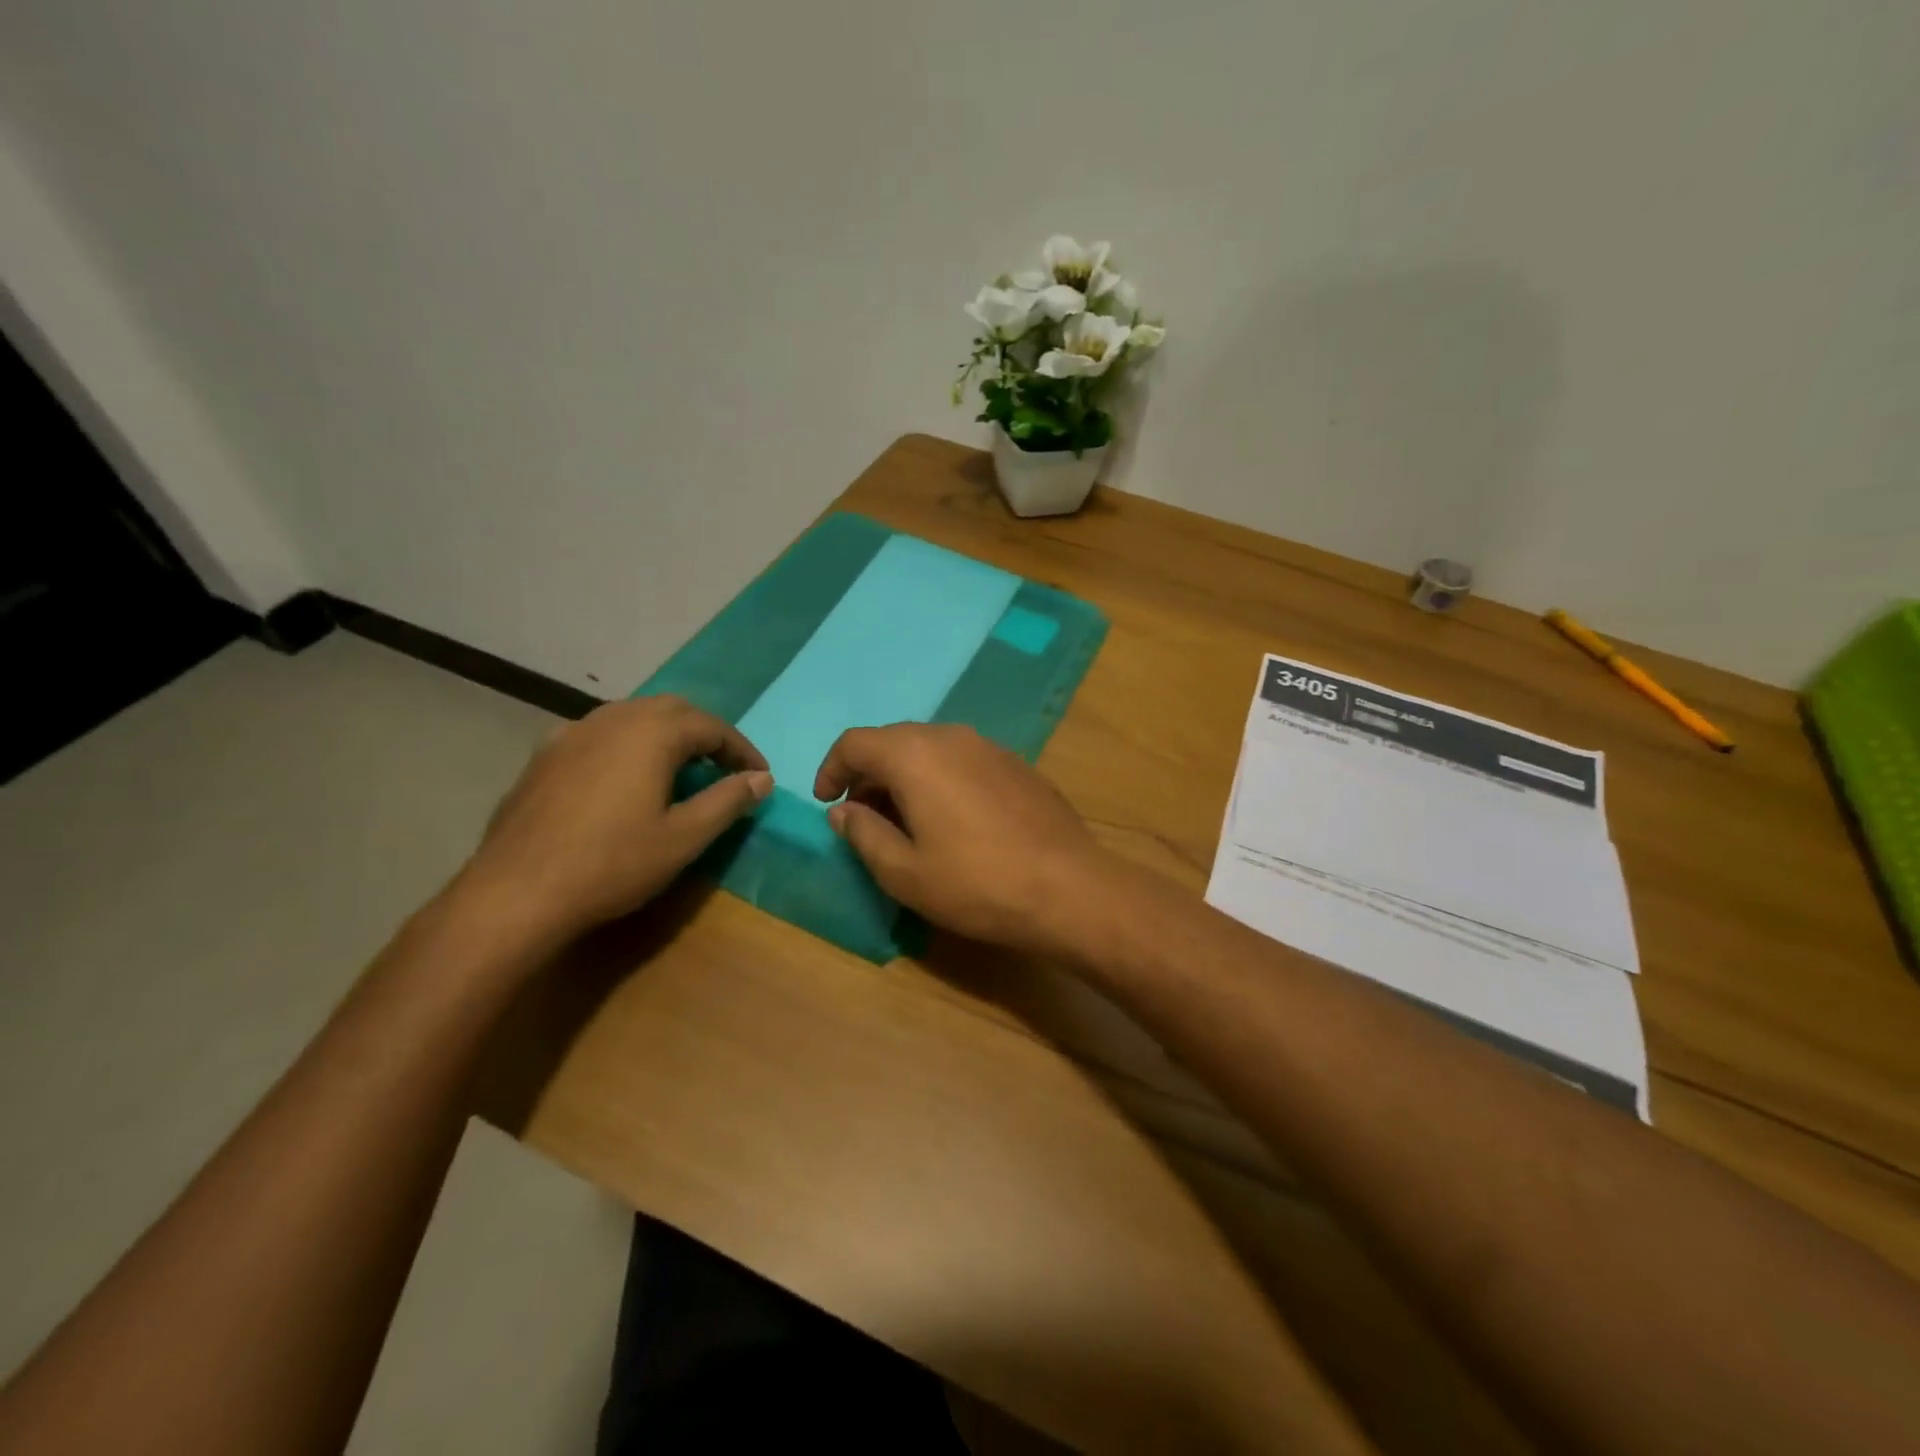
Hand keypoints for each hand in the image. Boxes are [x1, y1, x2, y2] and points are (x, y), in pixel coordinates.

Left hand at [455, 696, 770, 947]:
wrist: (515, 893)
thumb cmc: (612, 864)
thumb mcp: (684, 837)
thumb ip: (728, 801)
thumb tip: (762, 779)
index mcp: (652, 733)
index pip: (712, 727)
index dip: (741, 750)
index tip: (760, 776)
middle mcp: (613, 718)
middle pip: (672, 710)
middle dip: (704, 734)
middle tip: (723, 768)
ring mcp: (572, 733)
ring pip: (632, 716)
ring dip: (664, 735)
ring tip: (678, 770)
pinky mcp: (543, 756)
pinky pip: (598, 734)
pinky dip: (625, 745)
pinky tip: (621, 776)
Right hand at [813, 724, 1112, 957]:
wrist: (1069, 887)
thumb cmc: (976, 882)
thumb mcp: (904, 871)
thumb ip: (864, 834)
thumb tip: (843, 811)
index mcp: (914, 754)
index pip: (855, 743)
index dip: (832, 771)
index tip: (828, 805)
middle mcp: (951, 736)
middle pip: (893, 741)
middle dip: (869, 776)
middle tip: (864, 819)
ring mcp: (989, 746)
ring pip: (930, 749)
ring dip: (906, 777)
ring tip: (906, 822)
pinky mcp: (1016, 764)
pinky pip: (962, 760)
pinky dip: (940, 779)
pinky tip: (952, 820)